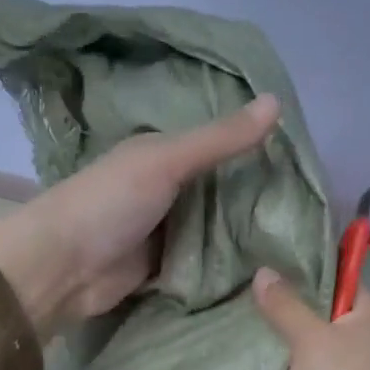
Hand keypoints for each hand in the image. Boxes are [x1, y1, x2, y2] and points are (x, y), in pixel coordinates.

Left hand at [0, 94, 281, 337]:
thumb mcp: (167, 161)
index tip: (299, 156)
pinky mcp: (164, 265)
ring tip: (297, 231)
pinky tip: (265, 261)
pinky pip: (203, 259)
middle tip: (308, 200)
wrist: (61, 269)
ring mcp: (164, 228)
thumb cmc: (110, 203)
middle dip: (254, 193)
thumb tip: (276, 100)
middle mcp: (164, 187)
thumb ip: (220, 139)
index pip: (217, 143)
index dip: (252, 146)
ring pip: (214, 225)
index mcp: (161, 153)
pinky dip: (226, 260)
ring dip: (243, 230)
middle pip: (219, 187)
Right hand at [252, 269, 369, 369]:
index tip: (271, 263)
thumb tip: (263, 272)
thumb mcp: (309, 340)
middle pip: (325, 311)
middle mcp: (369, 338)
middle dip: (291, 305)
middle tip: (251, 293)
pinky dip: (290, 367)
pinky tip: (261, 358)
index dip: (309, 269)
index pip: (342, 278)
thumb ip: (285, 305)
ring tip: (249, 321)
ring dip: (288, 339)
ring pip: (315, 343)